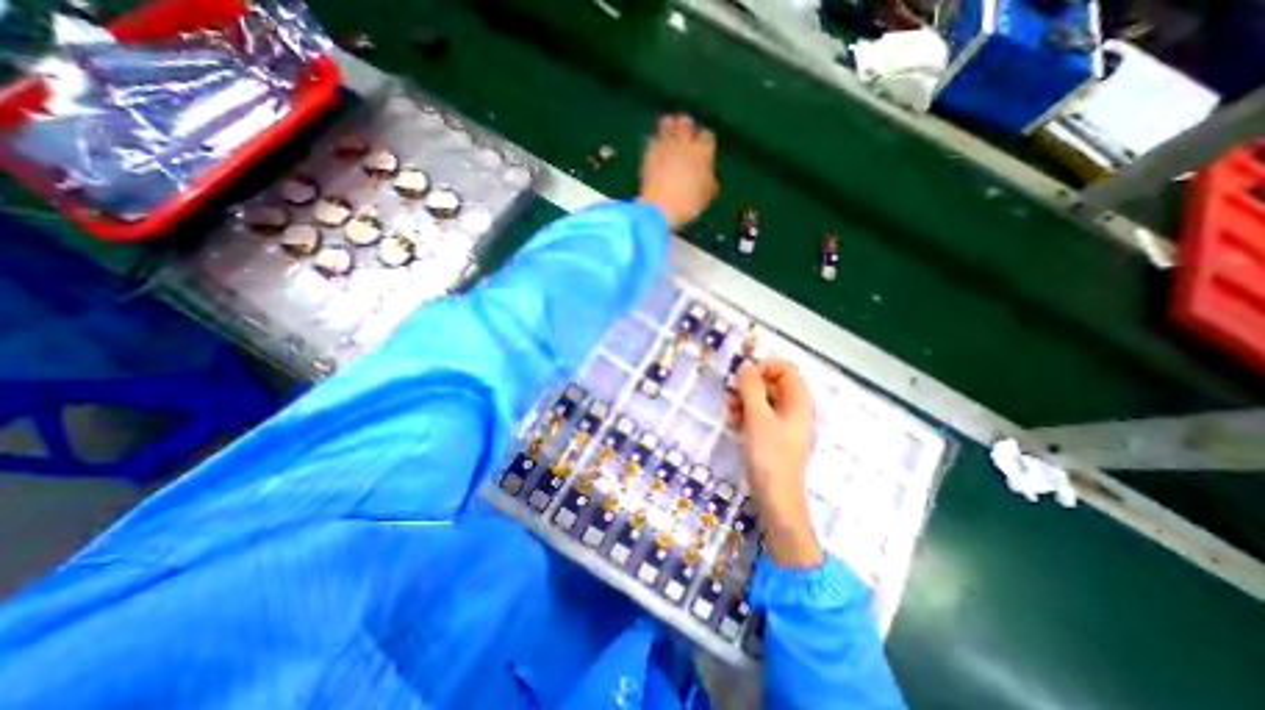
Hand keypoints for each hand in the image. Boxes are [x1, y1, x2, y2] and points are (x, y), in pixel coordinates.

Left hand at [638, 113, 715, 226]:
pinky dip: (656, 139)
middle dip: (686, 127)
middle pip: (686, 124)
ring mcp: (665, 145)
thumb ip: (709, 179)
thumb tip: (707, 173)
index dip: (705, 142)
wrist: (659, 208)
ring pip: (667, 125)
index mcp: (702, 152)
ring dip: (669, 126)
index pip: (707, 136)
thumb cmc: (687, 204)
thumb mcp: (706, 195)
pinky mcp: (648, 152)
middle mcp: (684, 143)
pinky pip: (653, 138)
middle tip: (685, 134)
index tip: (704, 149)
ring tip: (669, 131)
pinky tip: (656, 145)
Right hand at [727, 357, 826, 568]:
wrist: (776, 498)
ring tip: (729, 409)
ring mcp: (785, 424)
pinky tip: (733, 422)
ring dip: (745, 400)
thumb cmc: (769, 455)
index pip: (786, 369)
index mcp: (799, 401)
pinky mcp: (774, 437)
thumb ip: (750, 387)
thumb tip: (745, 366)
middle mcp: (795, 409)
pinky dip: (747, 414)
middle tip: (731, 393)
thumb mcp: (757, 416)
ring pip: (765, 400)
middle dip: (750, 385)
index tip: (745, 377)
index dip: (765, 367)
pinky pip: (761, 415)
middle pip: (774, 383)